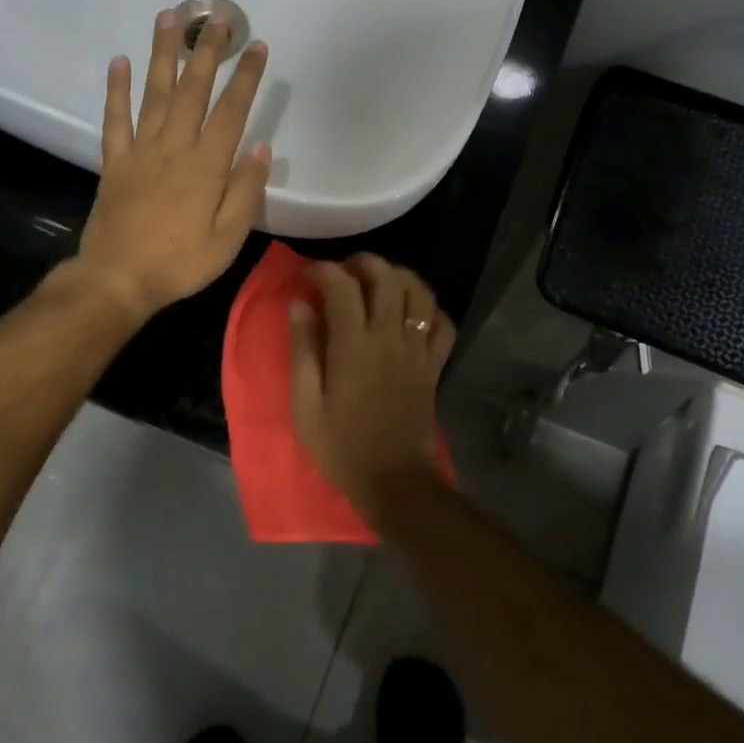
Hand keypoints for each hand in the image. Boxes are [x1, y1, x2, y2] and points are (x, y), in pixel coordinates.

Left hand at [73, 10, 271, 321]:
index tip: (258, 46)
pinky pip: (115, 119)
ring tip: (169, 17)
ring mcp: (140, 152)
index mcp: (206, 166)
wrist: (118, 280)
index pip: (231, 112)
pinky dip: (116, 90)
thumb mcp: (227, 239)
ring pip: (154, 93)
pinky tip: (119, 61)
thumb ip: (245, 192)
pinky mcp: (115, 162)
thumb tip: (261, 148)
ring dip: (163, 54)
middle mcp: (173, 148)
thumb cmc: (180, 264)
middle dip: (207, 51)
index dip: (246, 78)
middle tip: (216, 16)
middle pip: (192, 90)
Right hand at [289, 255, 456, 509]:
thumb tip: (300, 304)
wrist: (394, 480)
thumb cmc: (342, 445)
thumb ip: (303, 349)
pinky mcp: (434, 365)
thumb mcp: (306, 404)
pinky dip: (429, 309)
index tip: (307, 275)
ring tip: (378, 284)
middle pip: (387, 276)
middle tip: (342, 273)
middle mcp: (390, 337)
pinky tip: (411, 314)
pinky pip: (443, 323)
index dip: (323, 269)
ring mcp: (418, 349)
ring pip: (420, 291)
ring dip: (399, 277)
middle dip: (363, 262)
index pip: (342, 285)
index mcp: (354, 345)